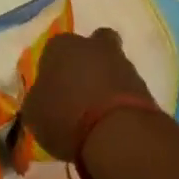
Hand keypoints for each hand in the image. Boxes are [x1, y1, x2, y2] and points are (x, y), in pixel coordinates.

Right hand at [23, 28, 158, 160]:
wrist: (117, 132)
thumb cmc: (65, 115)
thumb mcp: (33, 113)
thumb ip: (37, 99)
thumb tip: (41, 98)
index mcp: (61, 46)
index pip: (52, 49)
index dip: (51, 68)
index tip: (51, 89)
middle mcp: (93, 46)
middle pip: (91, 46)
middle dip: (86, 62)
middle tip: (77, 89)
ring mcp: (122, 63)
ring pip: (111, 65)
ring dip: (105, 82)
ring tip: (95, 113)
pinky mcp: (144, 85)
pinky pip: (126, 87)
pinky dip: (119, 100)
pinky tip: (110, 121)